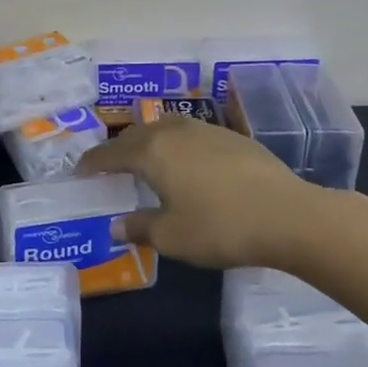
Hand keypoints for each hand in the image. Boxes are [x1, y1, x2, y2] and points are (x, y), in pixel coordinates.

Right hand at [76, 118, 323, 270]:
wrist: (287, 214)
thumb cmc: (220, 227)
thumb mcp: (171, 237)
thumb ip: (139, 228)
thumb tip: (115, 225)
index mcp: (151, 152)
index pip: (110, 153)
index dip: (92, 163)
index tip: (79, 172)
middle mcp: (174, 131)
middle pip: (136, 134)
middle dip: (118, 149)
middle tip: (109, 167)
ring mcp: (205, 130)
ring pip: (165, 129)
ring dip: (148, 142)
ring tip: (146, 162)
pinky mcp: (232, 137)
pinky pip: (190, 135)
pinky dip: (176, 146)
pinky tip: (186, 165)